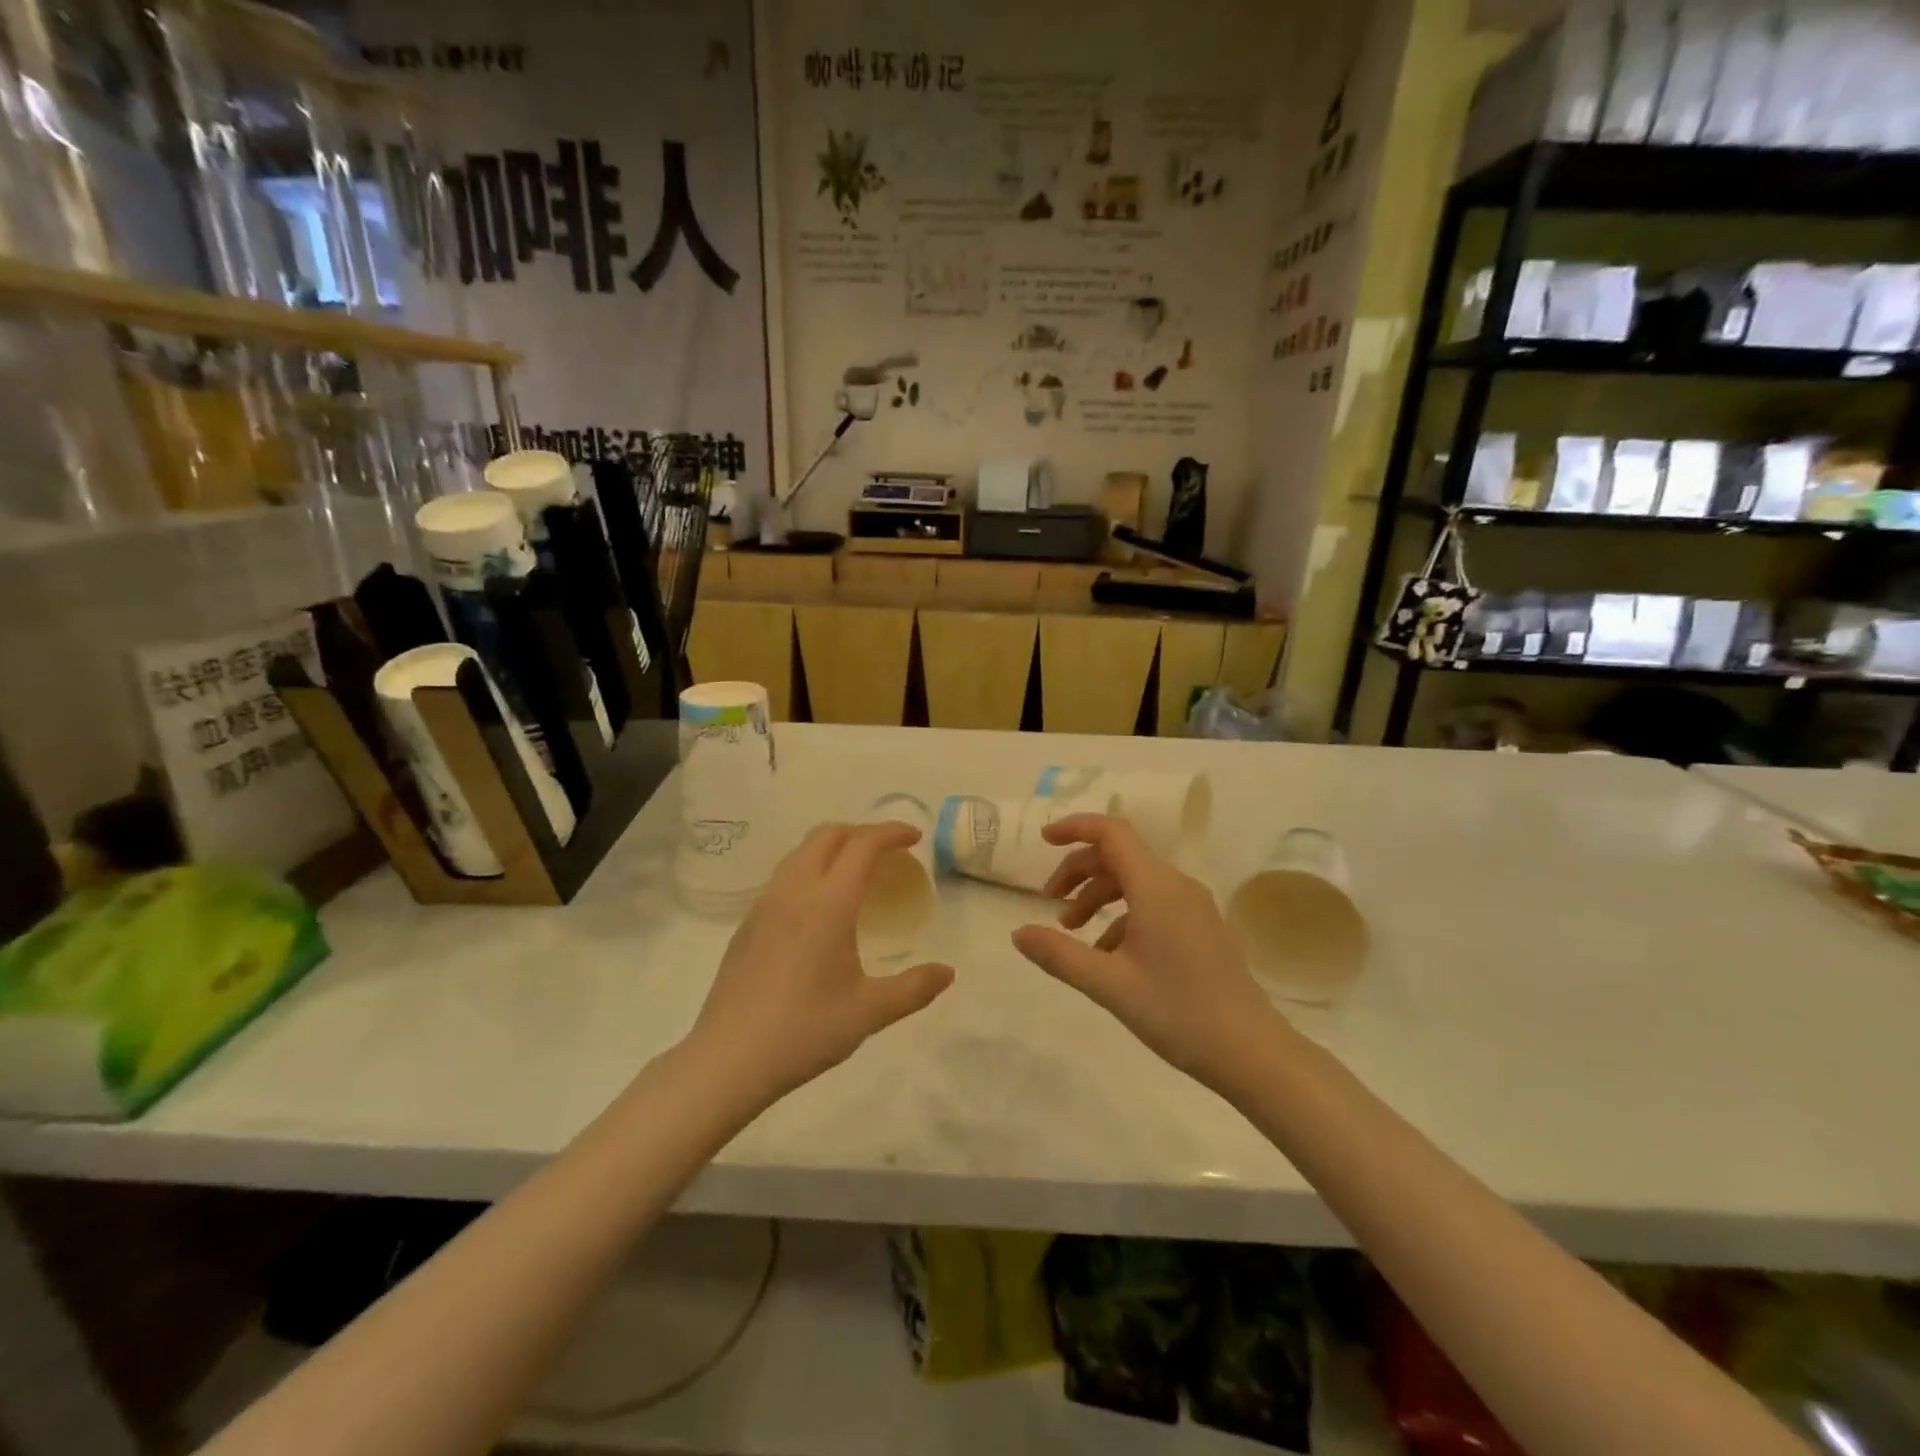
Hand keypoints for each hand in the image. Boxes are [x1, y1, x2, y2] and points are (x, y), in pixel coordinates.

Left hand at [690, 823, 953, 1106]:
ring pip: (800, 852)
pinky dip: (809, 869)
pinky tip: (818, 907)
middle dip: (861, 832)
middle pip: (827, 835)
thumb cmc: (804, 1031)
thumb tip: (948, 973)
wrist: (728, 1059)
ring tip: (854, 873)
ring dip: (832, 847)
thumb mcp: (869, 1013)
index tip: (914, 838)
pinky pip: (783, 876)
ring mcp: (764, 905)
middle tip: (887, 853)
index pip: (862, 845)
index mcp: (828, 904)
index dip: (891, 832)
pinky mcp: (746, 924)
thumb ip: (914, 988)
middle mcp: (794, 892)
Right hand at [1011, 814, 1287, 1094]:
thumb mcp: (1108, 984)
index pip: (1111, 832)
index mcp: (1155, 887)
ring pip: (1135, 882)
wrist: (1252, 1053)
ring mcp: (1194, 907)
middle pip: (1119, 856)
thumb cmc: (1177, 1012)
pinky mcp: (1202, 928)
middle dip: (1079, 871)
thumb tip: (1018, 933)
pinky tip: (1108, 955)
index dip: (1074, 828)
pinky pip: (1154, 905)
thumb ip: (1059, 954)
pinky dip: (1122, 917)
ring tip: (1071, 931)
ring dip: (1098, 896)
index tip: (1042, 841)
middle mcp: (1177, 886)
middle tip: (1049, 903)